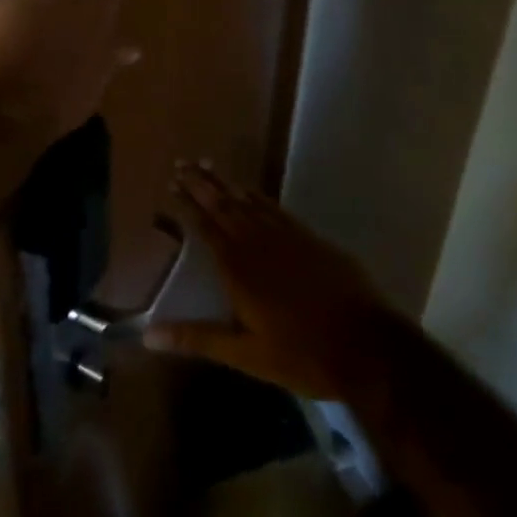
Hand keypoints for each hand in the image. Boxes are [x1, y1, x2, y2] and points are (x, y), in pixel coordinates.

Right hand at [145, 163, 386, 399]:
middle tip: (182, 162)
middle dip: (201, 183)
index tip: (171, 183)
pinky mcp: (311, 239)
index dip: (187, 204)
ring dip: (225, 182)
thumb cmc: (302, 354)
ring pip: (248, 200)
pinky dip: (257, 195)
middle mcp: (257, 242)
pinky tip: (251, 190)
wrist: (368, 346)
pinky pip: (275, 208)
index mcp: (237, 267)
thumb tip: (148, 336)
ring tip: (208, 164)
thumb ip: (197, 339)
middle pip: (223, 205)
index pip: (205, 226)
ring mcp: (287, 236)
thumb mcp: (245, 354)